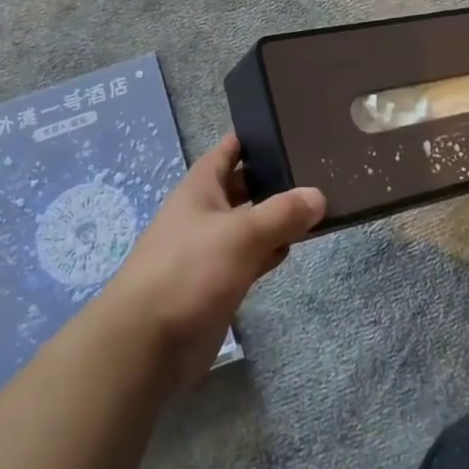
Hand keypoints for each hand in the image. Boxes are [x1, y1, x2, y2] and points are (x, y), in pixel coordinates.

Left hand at [100, 132, 324, 388]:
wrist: (147, 344)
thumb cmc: (189, 271)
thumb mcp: (241, 233)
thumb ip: (283, 213)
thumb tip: (318, 196)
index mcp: (200, 188)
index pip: (229, 149)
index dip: (255, 135)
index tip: (291, 124)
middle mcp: (205, 212)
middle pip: (244, 185)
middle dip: (275, 177)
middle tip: (321, 166)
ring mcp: (211, 248)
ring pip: (251, 222)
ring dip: (278, 216)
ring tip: (320, 202)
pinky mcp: (219, 281)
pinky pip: (252, 255)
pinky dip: (272, 249)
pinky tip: (297, 245)